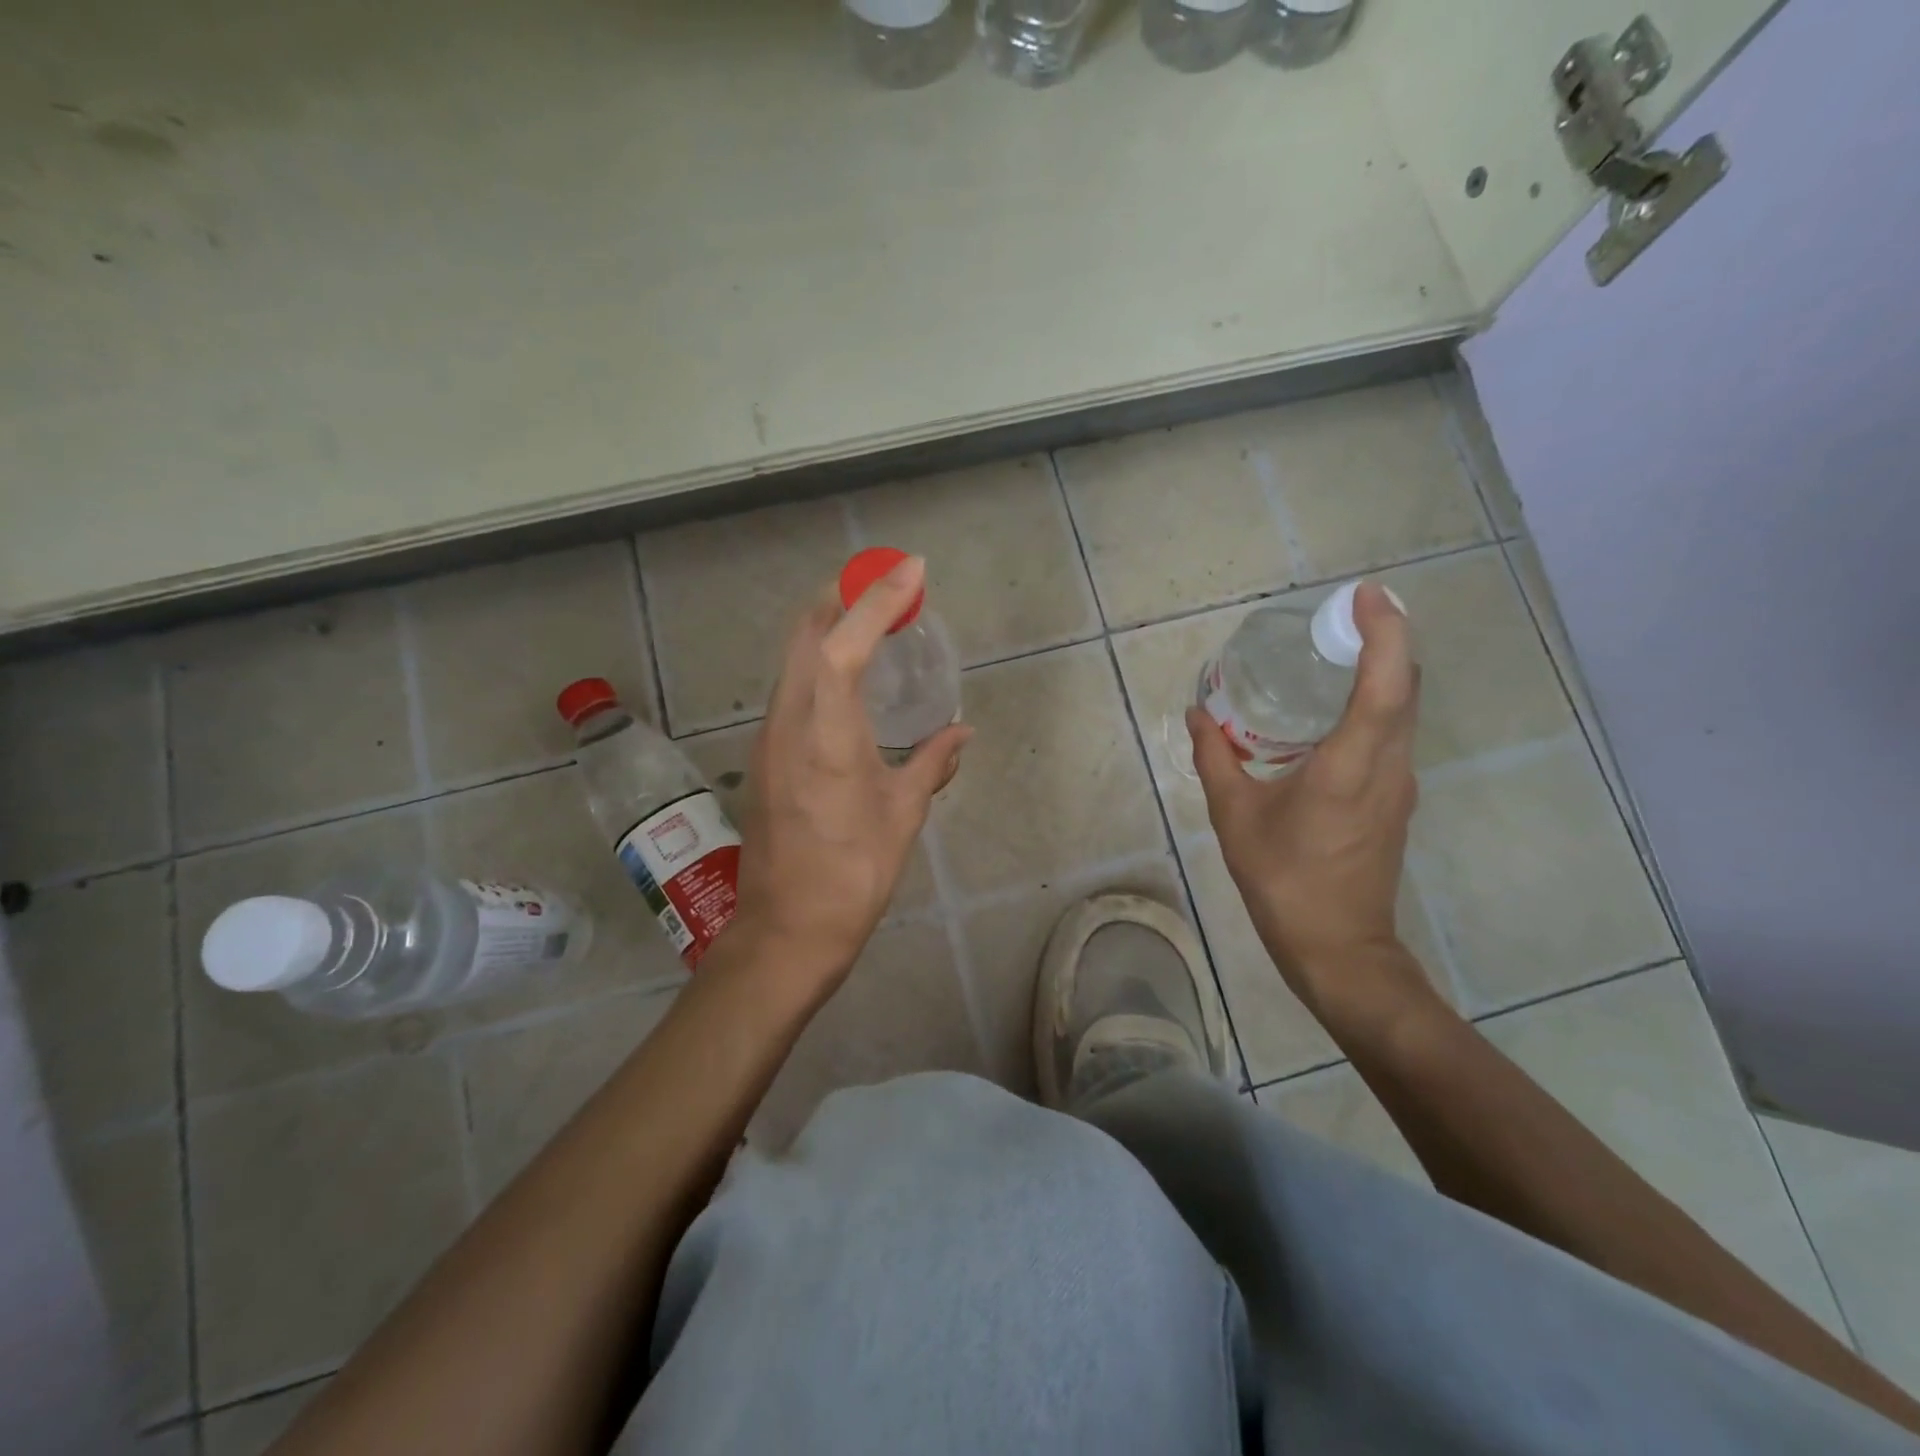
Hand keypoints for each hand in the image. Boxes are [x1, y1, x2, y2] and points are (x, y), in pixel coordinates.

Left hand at [730, 554, 971, 1001]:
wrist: (787, 929)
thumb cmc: (853, 873)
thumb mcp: (902, 815)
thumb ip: (933, 763)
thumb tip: (961, 733)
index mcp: (826, 733)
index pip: (844, 644)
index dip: (877, 599)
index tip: (912, 570)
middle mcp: (788, 722)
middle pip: (804, 635)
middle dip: (841, 596)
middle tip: (884, 583)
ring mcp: (769, 737)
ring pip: (792, 659)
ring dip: (827, 627)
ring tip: (870, 620)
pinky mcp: (765, 756)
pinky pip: (790, 687)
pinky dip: (817, 662)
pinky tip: (845, 678)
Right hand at [1186, 583, 1424, 1020]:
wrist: (1338, 947)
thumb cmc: (1283, 880)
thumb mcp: (1234, 817)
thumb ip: (1216, 758)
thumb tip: (1199, 713)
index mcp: (1350, 766)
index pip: (1385, 684)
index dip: (1384, 632)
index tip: (1365, 595)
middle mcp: (1388, 767)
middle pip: (1406, 687)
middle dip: (1387, 639)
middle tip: (1346, 613)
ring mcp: (1399, 785)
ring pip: (1405, 712)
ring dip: (1384, 672)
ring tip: (1339, 652)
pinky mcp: (1395, 800)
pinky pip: (1393, 735)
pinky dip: (1376, 705)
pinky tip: (1335, 711)